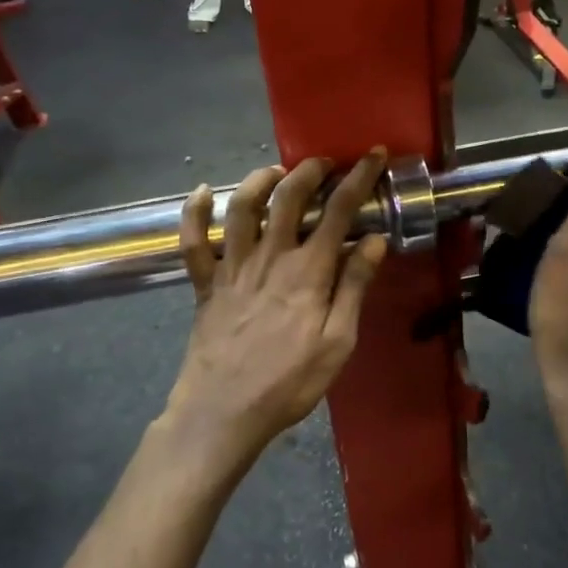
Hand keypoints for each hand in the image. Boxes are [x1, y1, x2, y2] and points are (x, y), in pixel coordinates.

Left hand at [165, 153, 389, 463]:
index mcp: (308, 271)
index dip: (358, 178)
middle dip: (310, 170)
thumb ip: (355, 288)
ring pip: (242, 208)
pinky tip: (202, 193)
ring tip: (277, 172)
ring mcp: (232, 267)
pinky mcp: (204, 284)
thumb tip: (374, 240)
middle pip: (288, 197)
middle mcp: (269, 257)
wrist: (223, 412)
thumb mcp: (338, 342)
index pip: (339, 210)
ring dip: (259, 180)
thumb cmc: (288, 383)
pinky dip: (194, 213)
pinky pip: (193, 242)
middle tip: (325, 163)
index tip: (373, 155)